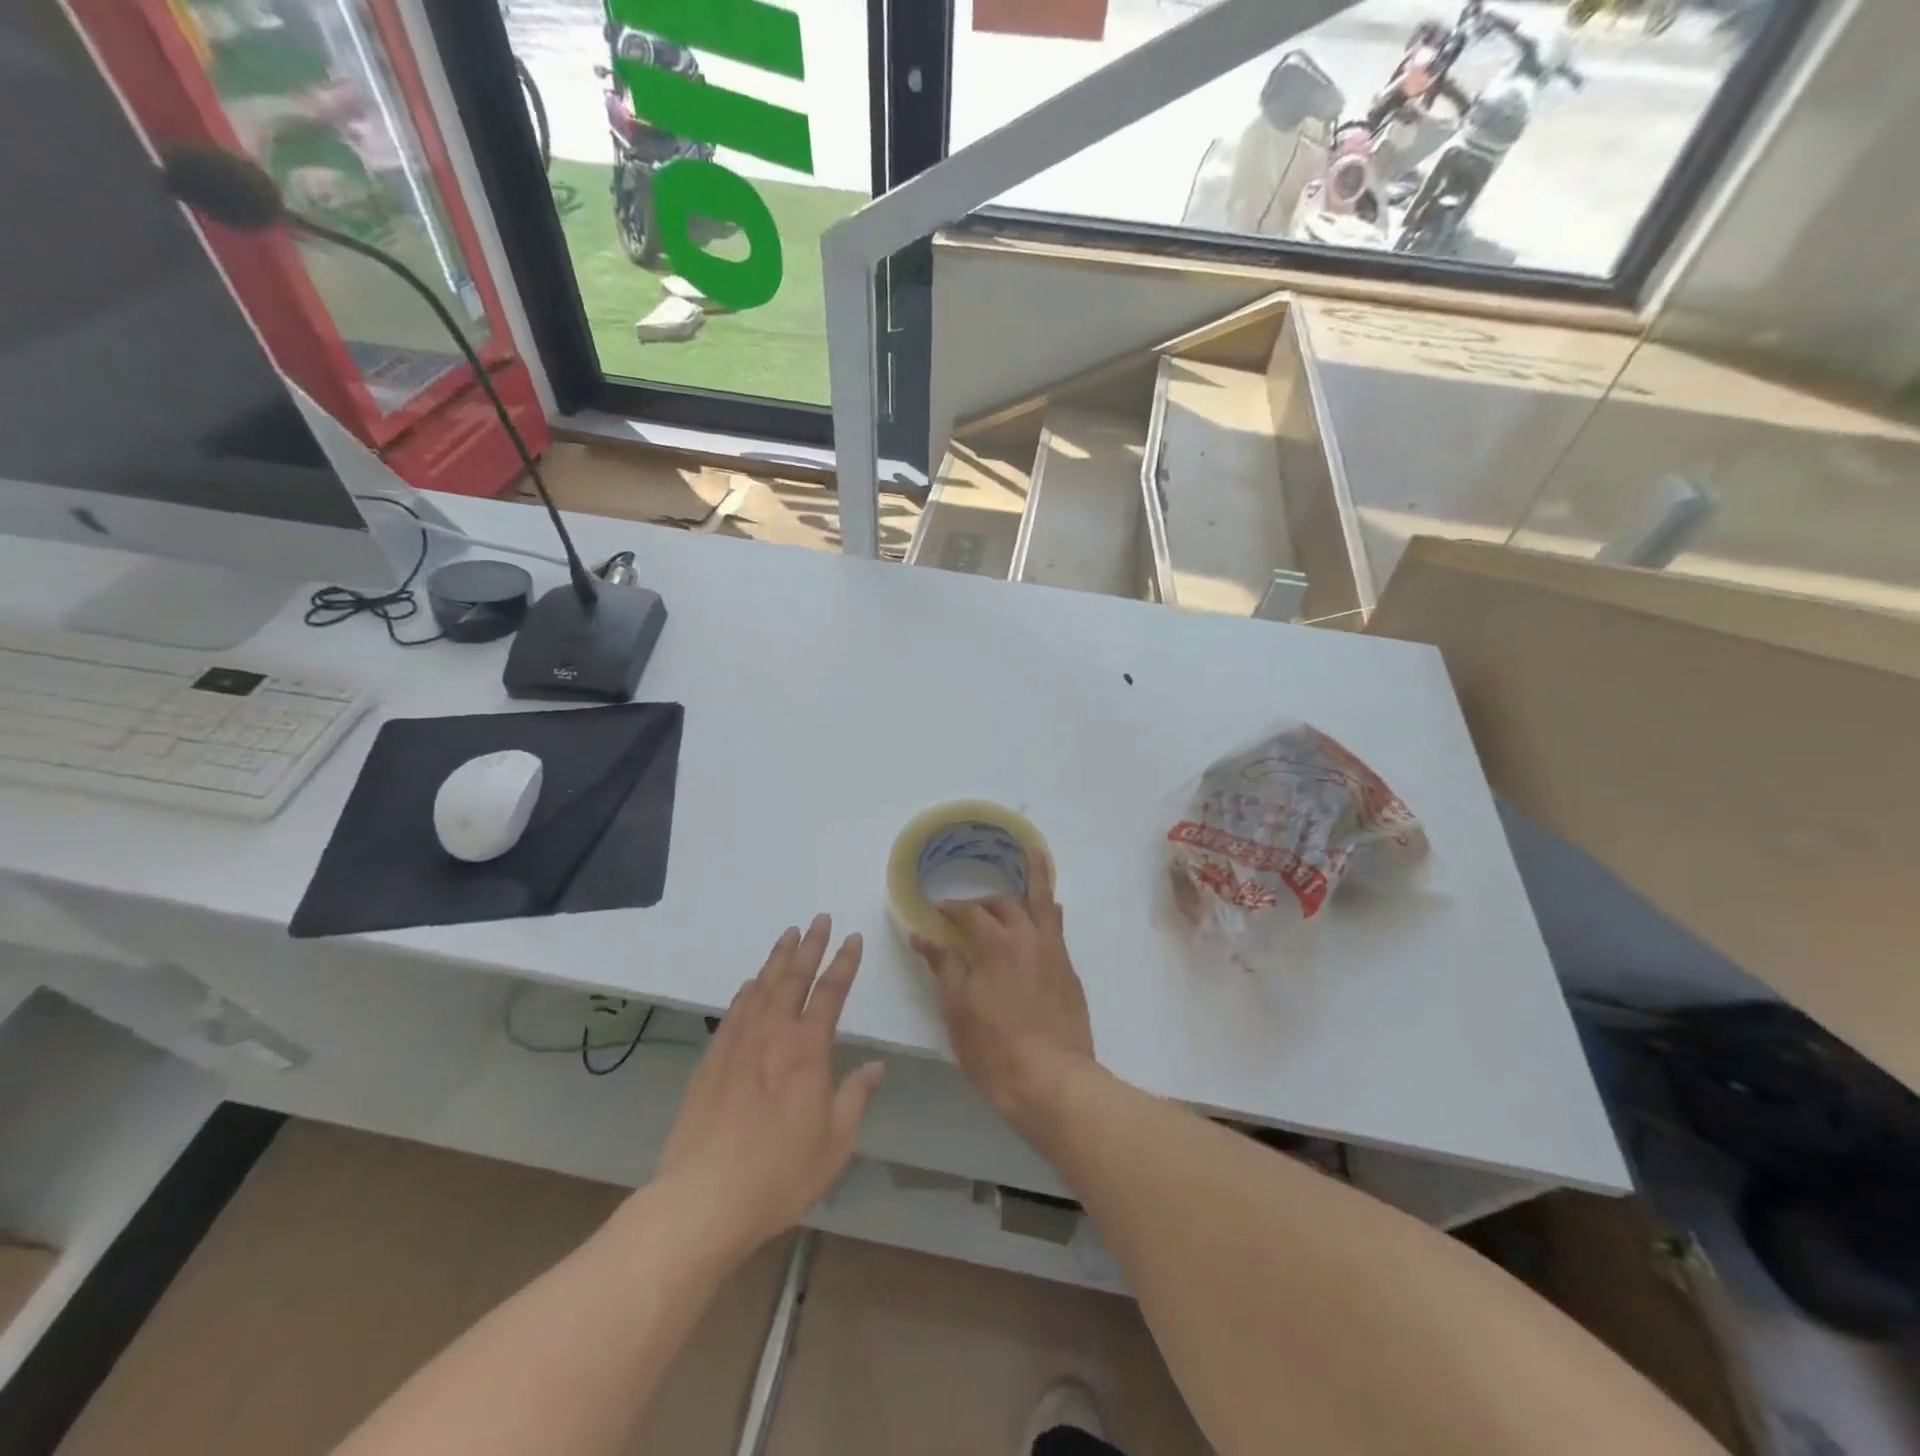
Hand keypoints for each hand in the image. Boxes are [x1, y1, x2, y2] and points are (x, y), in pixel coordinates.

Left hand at [654, 915, 883, 1254]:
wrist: (703, 1199)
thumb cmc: (780, 1174)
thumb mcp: (835, 1143)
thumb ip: (856, 1098)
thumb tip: (875, 1066)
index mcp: (807, 1050)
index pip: (830, 992)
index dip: (844, 963)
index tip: (853, 938)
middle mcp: (772, 1035)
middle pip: (794, 978)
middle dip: (810, 945)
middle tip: (818, 919)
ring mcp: (737, 1045)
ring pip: (761, 988)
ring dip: (777, 959)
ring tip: (788, 935)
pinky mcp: (711, 1061)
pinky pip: (733, 1012)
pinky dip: (746, 991)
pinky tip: (751, 984)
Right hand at [911, 850, 1095, 1133]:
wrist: (1052, 1080)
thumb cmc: (994, 1047)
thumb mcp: (957, 1007)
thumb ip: (943, 964)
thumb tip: (922, 933)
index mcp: (997, 942)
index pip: (969, 912)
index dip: (950, 908)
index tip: (936, 911)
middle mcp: (1029, 936)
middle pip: (1005, 903)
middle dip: (983, 900)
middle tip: (967, 908)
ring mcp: (1054, 952)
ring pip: (1043, 903)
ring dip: (1035, 878)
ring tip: (1033, 853)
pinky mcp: (1069, 971)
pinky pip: (1057, 927)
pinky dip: (1047, 910)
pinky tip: (1046, 910)